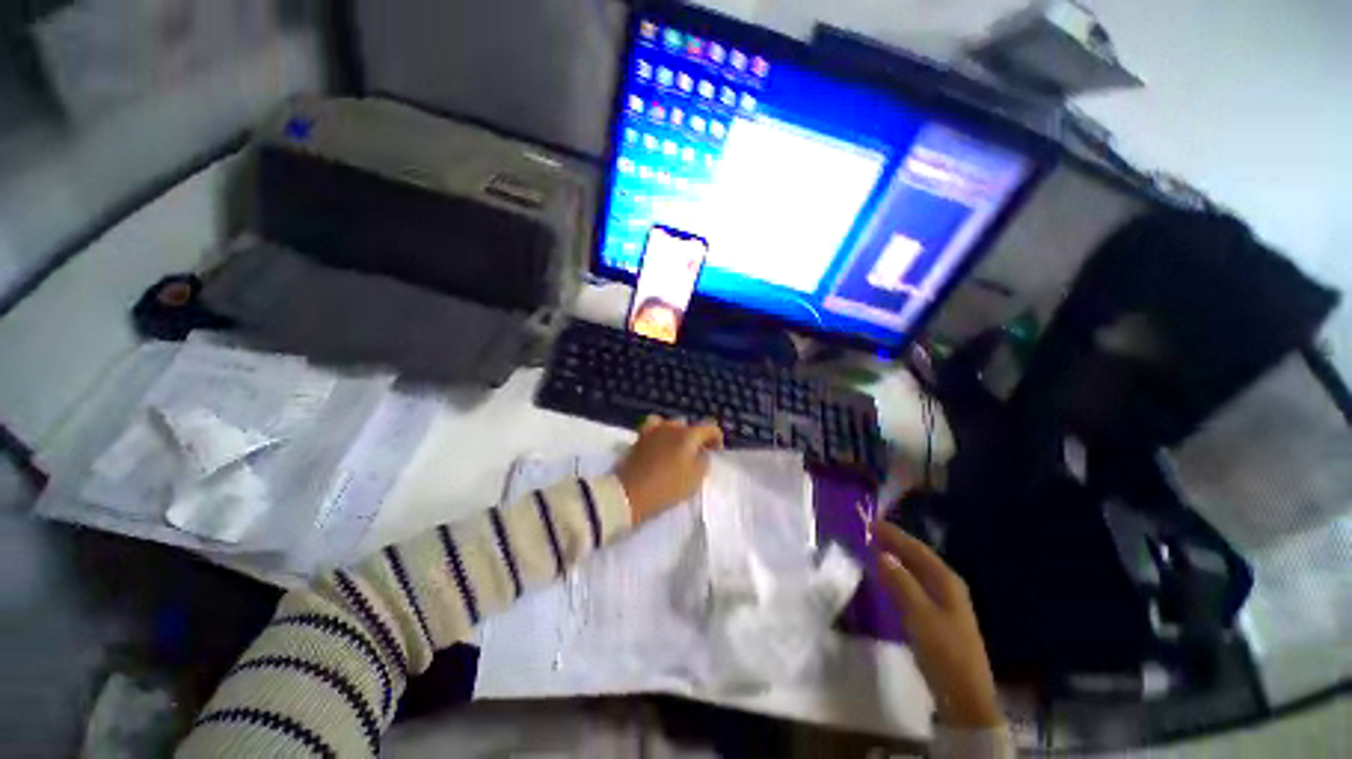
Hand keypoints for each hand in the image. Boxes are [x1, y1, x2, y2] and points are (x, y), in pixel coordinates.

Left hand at [615, 416, 722, 522]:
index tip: (715, 453)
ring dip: (678, 435)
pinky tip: (660, 445)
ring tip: (678, 450)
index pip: (710, 427)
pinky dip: (661, 434)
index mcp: (688, 434)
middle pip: (690, 426)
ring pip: (672, 425)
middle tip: (697, 455)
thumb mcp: (696, 479)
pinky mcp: (640, 437)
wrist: (630, 493)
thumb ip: (704, 461)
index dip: (717, 439)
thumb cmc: (667, 487)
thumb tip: (702, 453)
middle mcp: (672, 426)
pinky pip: (655, 429)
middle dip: (697, 438)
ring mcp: (653, 430)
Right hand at [874, 522, 1002, 727]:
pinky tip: (888, 580)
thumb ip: (900, 582)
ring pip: (916, 572)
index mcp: (946, 581)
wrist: (965, 697)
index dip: (894, 535)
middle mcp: (948, 586)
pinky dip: (899, 577)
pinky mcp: (938, 618)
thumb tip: (882, 554)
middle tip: (869, 533)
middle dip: (895, 544)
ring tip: (874, 550)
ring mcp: (945, 603)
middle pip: (918, 558)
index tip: (871, 522)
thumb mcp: (919, 614)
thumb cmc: (943, 651)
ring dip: (896, 559)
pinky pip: (915, 586)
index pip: (917, 549)